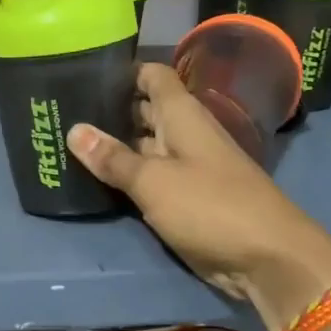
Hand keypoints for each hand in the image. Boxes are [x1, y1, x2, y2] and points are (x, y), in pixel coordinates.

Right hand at [68, 63, 330, 330]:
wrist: (268, 258)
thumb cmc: (210, 206)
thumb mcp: (153, 181)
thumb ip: (113, 158)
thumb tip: (73, 130)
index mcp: (183, 115)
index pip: (153, 76)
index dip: (123, 72)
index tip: (84, 74)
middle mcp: (186, 134)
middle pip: (146, 111)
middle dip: (110, 111)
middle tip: (62, 112)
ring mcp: (188, 168)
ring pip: (146, 147)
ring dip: (115, 147)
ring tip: (69, 144)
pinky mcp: (188, 199)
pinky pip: (152, 179)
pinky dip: (128, 178)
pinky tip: (96, 180)